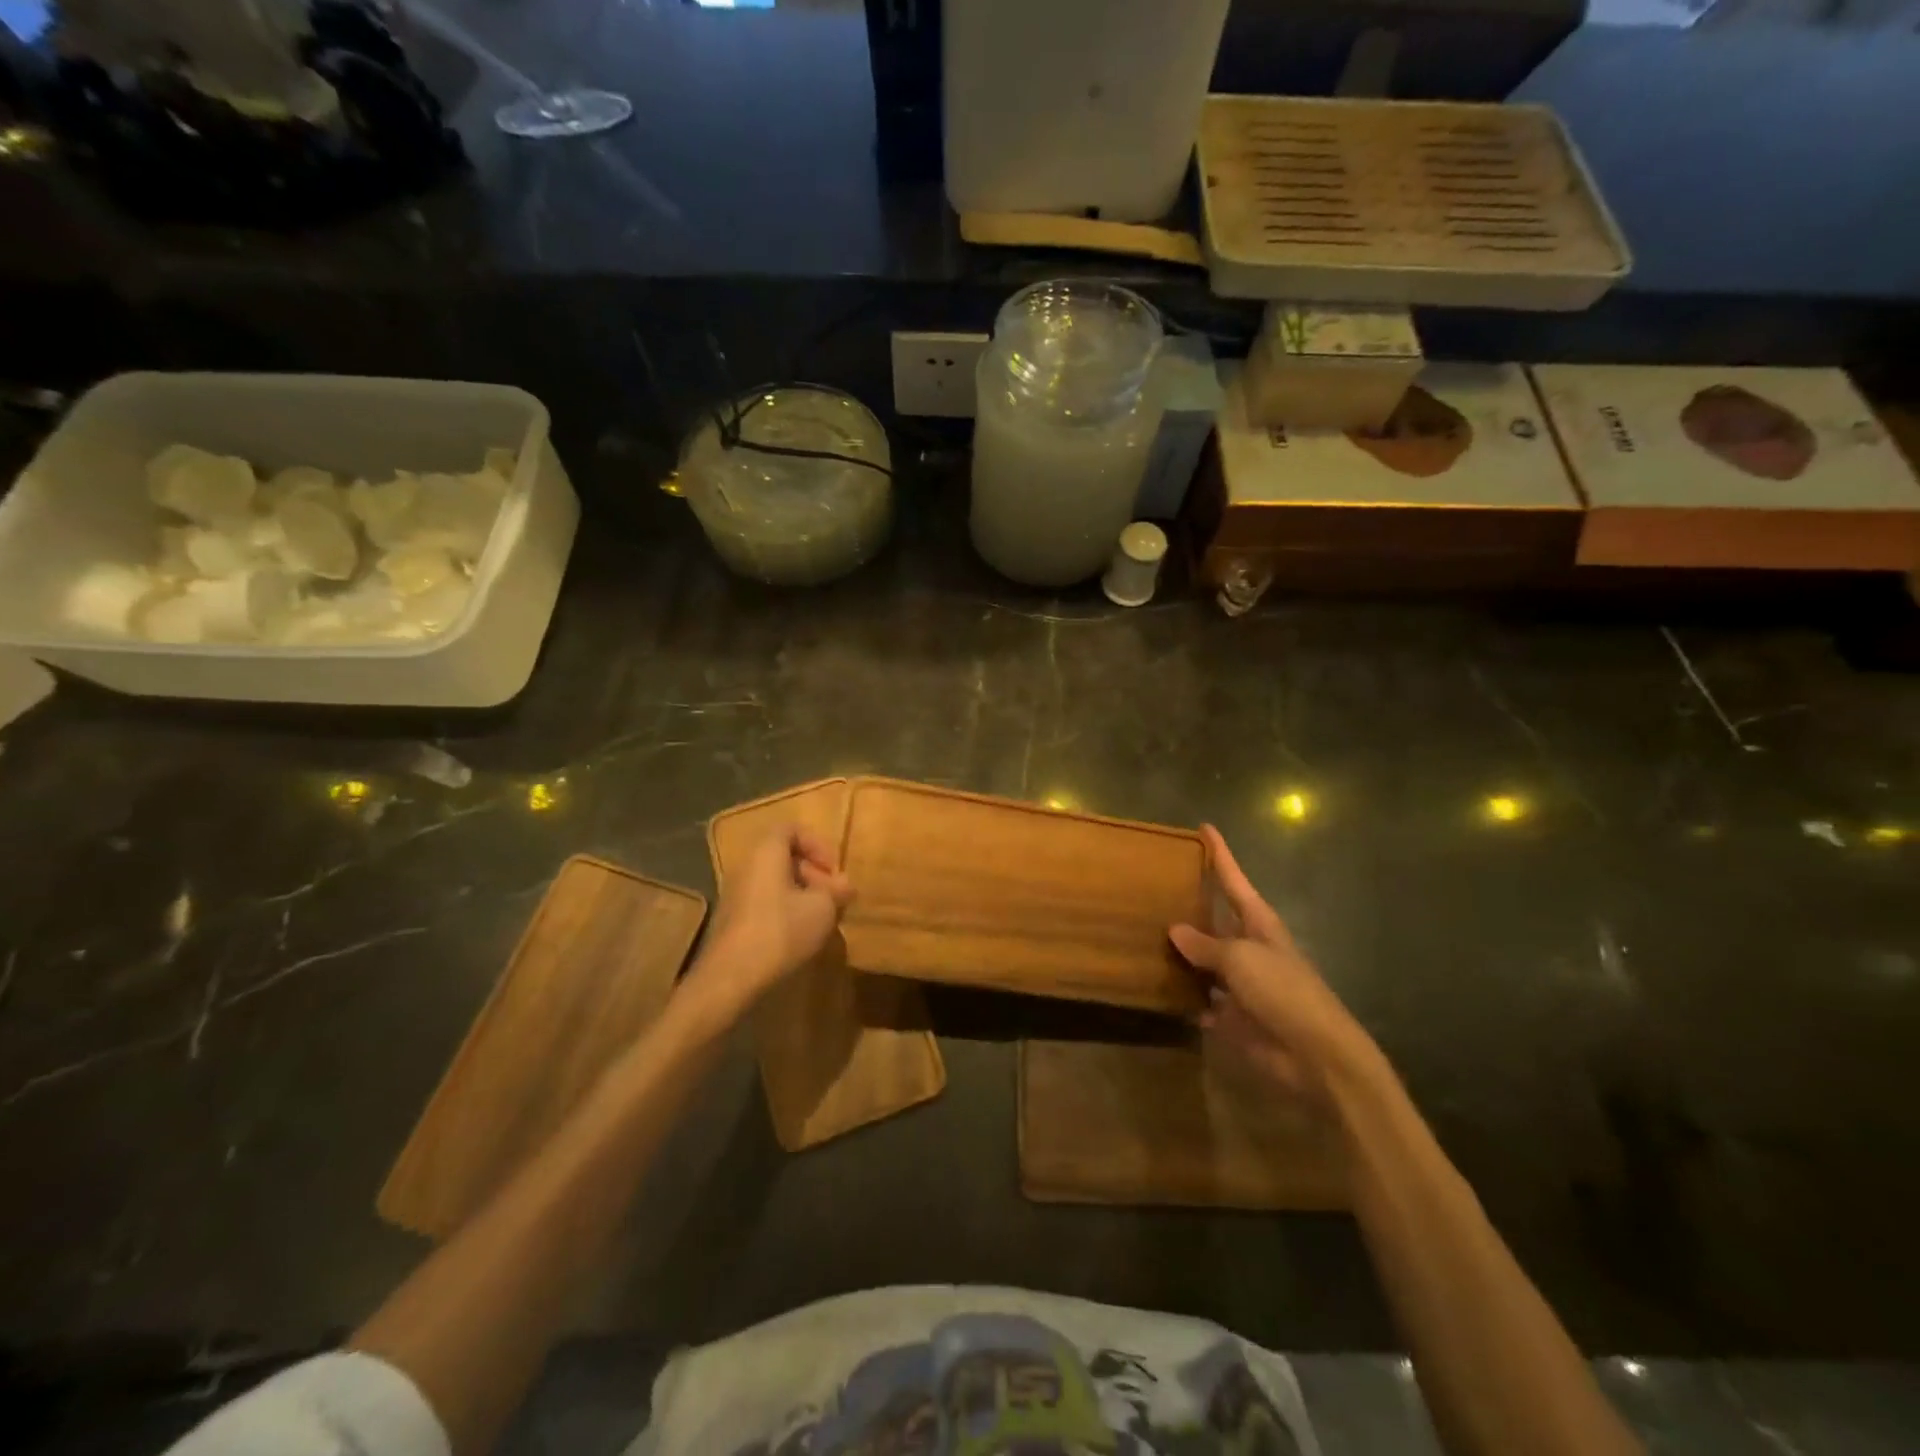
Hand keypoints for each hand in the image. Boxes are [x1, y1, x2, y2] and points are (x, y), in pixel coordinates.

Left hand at [699, 825, 853, 1012]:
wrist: (730, 978)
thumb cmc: (780, 931)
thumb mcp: (822, 908)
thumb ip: (836, 891)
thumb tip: (845, 885)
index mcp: (766, 853)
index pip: (791, 828)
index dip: (817, 843)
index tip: (834, 869)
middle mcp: (747, 866)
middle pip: (784, 856)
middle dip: (814, 872)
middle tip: (834, 897)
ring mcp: (736, 893)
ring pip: (775, 881)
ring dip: (802, 893)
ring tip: (822, 918)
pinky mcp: (733, 919)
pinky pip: (765, 901)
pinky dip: (786, 909)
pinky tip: (800, 934)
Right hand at [1169, 825, 1375, 1107]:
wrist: (1315, 1054)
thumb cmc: (1283, 991)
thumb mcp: (1241, 959)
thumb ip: (1206, 945)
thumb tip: (1175, 930)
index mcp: (1258, 923)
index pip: (1234, 879)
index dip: (1220, 854)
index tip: (1204, 827)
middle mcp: (1248, 946)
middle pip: (1213, 919)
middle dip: (1188, 905)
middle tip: (1152, 887)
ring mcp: (1239, 982)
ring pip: (1202, 960)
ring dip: (1179, 953)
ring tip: (1139, 935)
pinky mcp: (1232, 1016)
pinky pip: (1199, 1000)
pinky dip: (1182, 996)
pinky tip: (1154, 988)